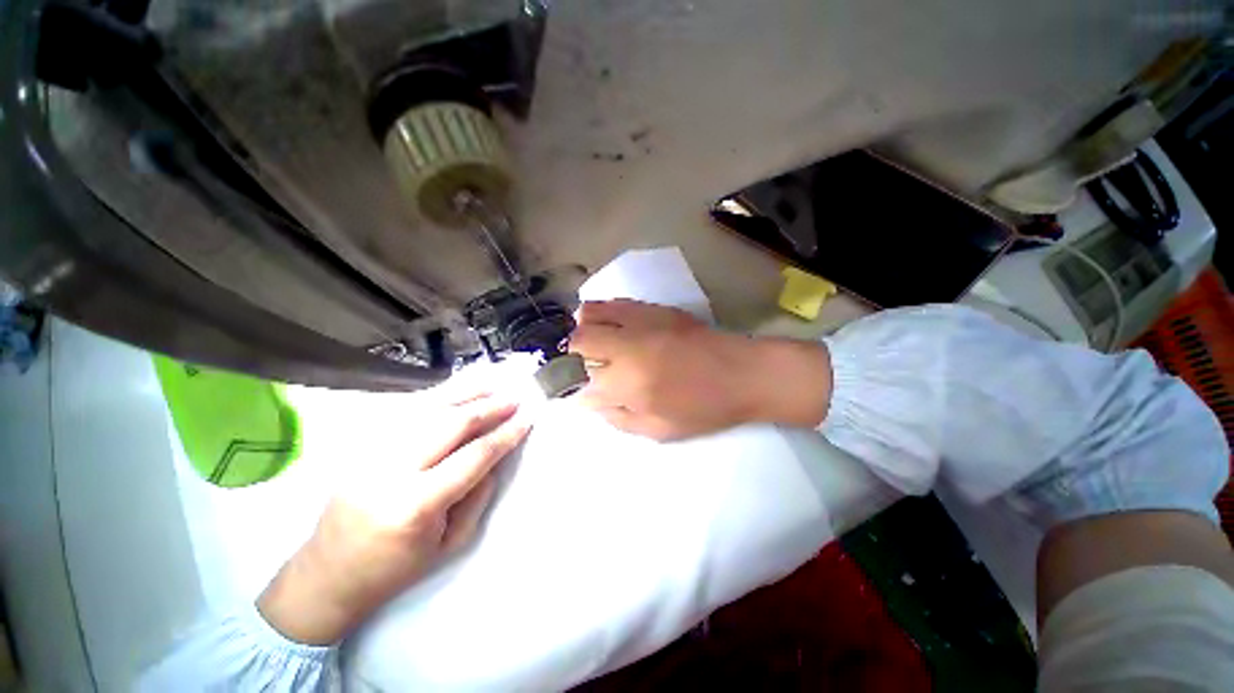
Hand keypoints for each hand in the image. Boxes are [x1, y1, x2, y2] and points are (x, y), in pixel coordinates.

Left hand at [258, 389, 531, 644]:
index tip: (527, 417)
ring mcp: (371, 455)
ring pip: (427, 411)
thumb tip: (496, 456)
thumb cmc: (395, 569)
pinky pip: (405, 415)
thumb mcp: (450, 544)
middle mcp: (391, 471)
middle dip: (488, 407)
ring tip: (492, 386)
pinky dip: (437, 399)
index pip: (474, 456)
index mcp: (417, 504)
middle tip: (514, 398)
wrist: (327, 575)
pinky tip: (457, 392)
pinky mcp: (361, 448)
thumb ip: (478, 496)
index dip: (505, 434)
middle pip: (450, 424)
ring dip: (464, 395)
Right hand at [568, 300, 832, 440]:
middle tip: (578, 367)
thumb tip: (589, 402)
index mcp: (630, 384)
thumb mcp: (659, 430)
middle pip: (577, 342)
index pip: (580, 383)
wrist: (744, 373)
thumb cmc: (705, 409)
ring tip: (590, 343)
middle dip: (569, 357)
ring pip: (589, 313)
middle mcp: (628, 347)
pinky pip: (614, 302)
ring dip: (581, 330)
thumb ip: (618, 418)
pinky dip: (601, 313)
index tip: (572, 393)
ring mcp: (640, 322)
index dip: (570, 390)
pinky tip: (610, 326)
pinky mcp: (653, 308)